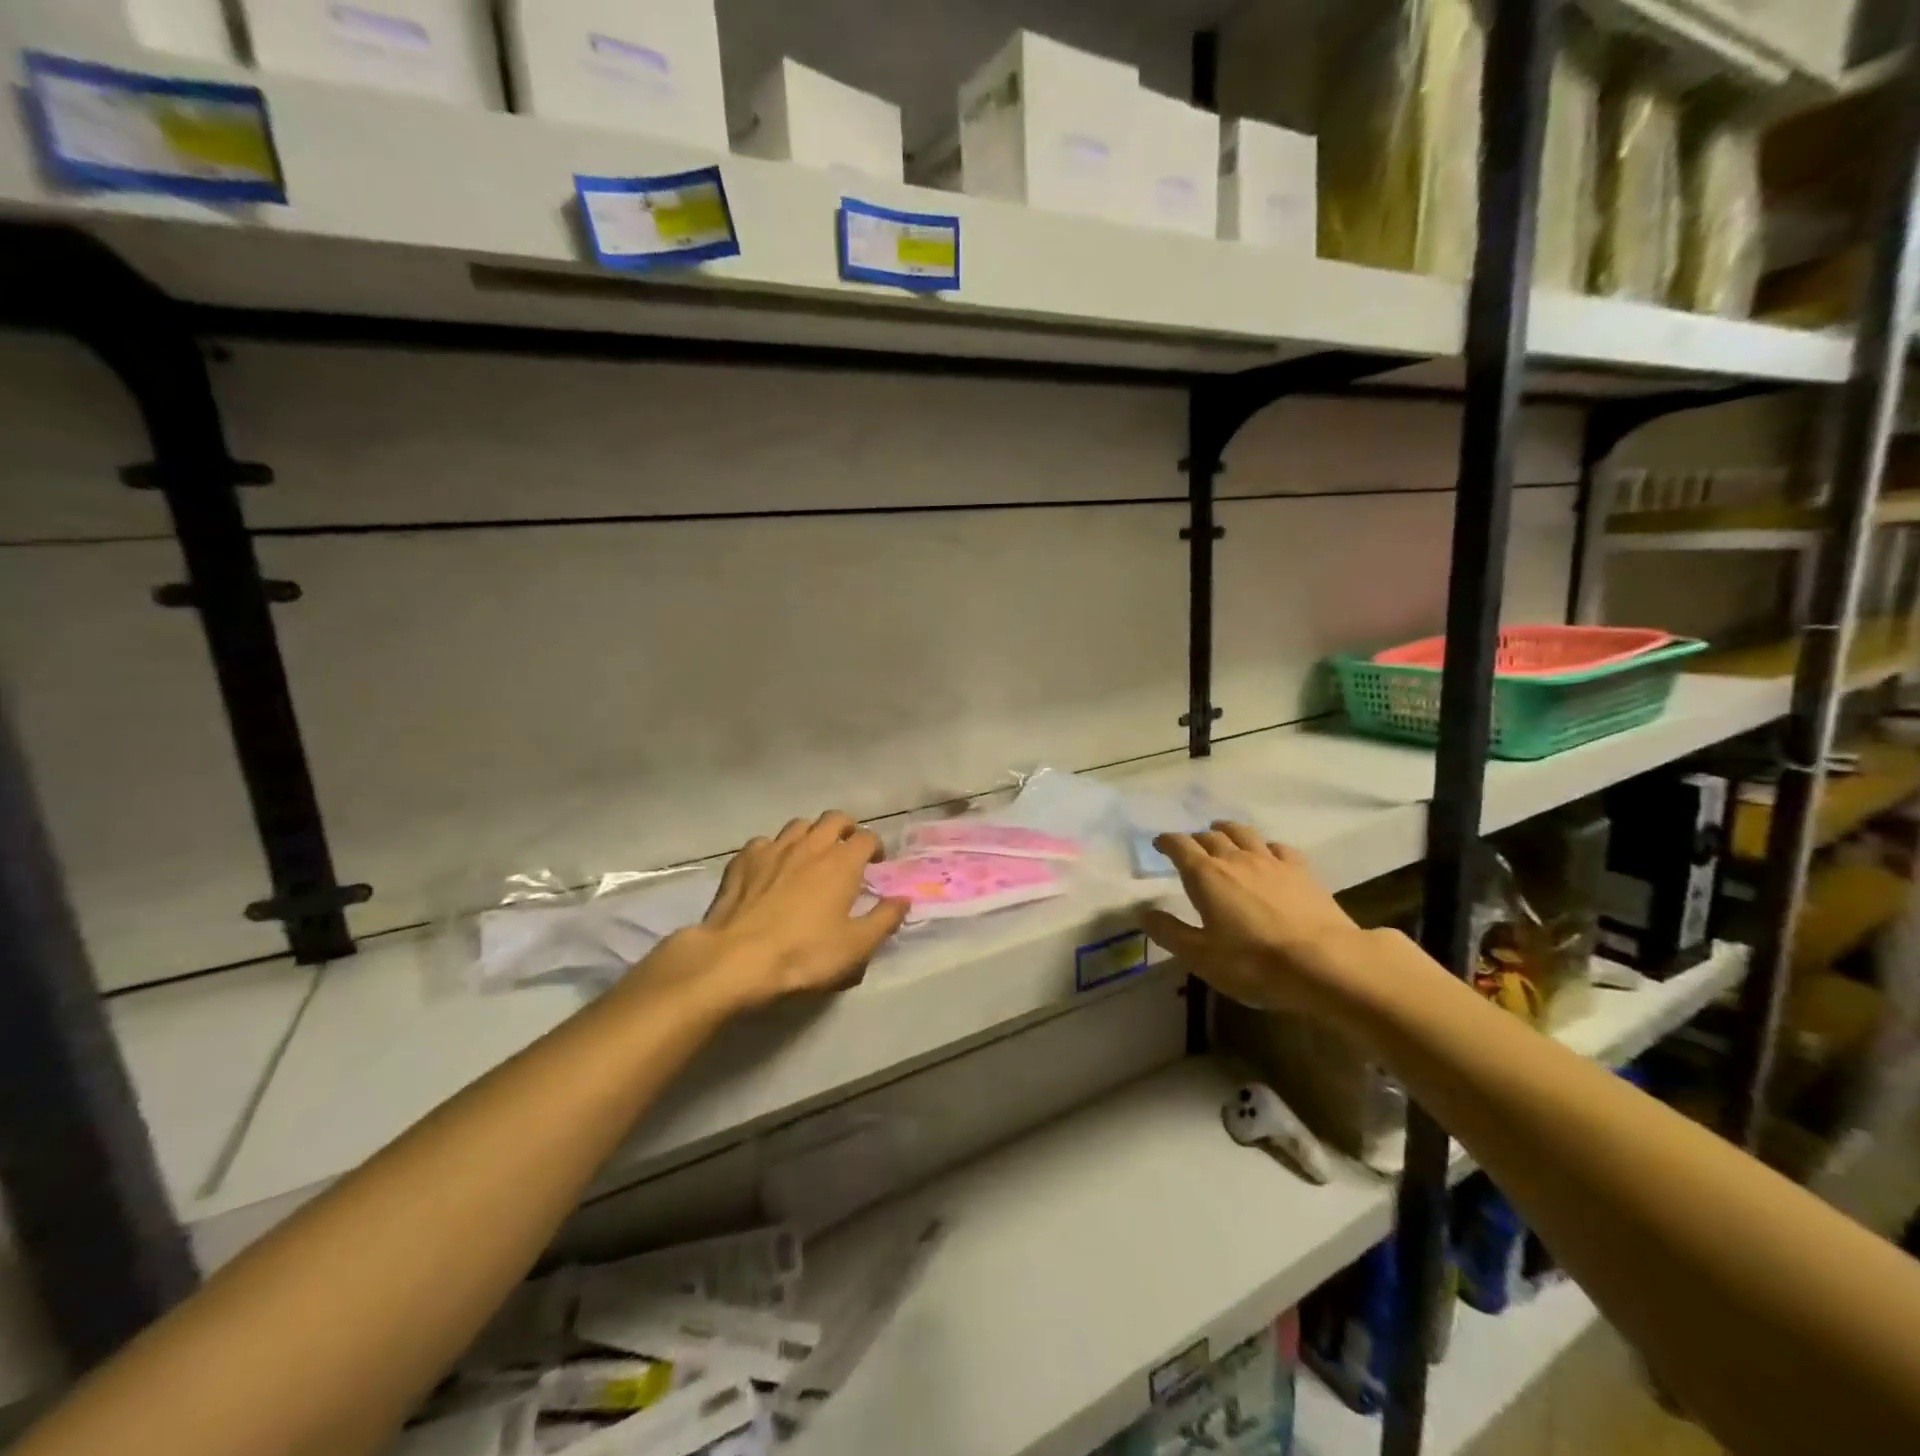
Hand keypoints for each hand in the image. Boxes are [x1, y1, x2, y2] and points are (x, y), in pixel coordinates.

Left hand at [635, 812, 909, 1015]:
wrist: (735, 959)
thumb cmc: (803, 954)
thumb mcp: (856, 947)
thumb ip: (884, 920)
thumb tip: (904, 899)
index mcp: (842, 862)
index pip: (867, 837)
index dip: (876, 847)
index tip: (876, 863)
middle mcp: (810, 845)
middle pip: (834, 819)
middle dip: (846, 829)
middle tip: (848, 850)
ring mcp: (773, 848)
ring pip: (799, 825)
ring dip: (812, 834)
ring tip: (812, 855)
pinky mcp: (743, 859)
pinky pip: (765, 842)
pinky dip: (775, 849)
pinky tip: (772, 868)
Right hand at [1142, 822, 1373, 1016]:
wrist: (1324, 962)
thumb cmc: (1253, 962)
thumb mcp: (1201, 956)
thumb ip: (1170, 932)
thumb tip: (1144, 914)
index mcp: (1206, 875)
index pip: (1180, 846)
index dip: (1167, 842)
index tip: (1159, 843)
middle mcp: (1235, 858)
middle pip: (1210, 836)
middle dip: (1195, 837)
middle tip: (1189, 845)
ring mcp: (1271, 862)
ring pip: (1244, 833)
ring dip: (1227, 830)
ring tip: (1221, 831)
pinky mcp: (1301, 872)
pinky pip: (1278, 848)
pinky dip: (1265, 846)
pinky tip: (1268, 853)